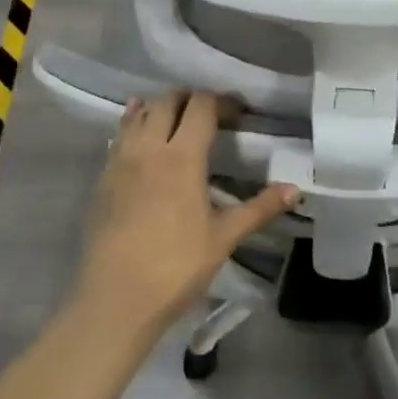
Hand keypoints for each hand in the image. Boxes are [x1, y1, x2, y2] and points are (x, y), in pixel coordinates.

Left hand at [75, 92, 299, 335]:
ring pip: (139, 114)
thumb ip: (259, 208)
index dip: (221, 101)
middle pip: (168, 101)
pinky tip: (140, 135)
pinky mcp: (103, 179)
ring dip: (159, 107)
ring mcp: (121, 161)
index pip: (201, 107)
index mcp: (182, 157)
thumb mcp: (224, 237)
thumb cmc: (176, 266)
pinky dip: (132, 124)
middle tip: (209, 114)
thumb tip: (294, 189)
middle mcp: (150, 148)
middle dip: (190, 98)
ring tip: (175, 118)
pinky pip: (119, 136)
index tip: (238, 113)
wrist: (115, 299)